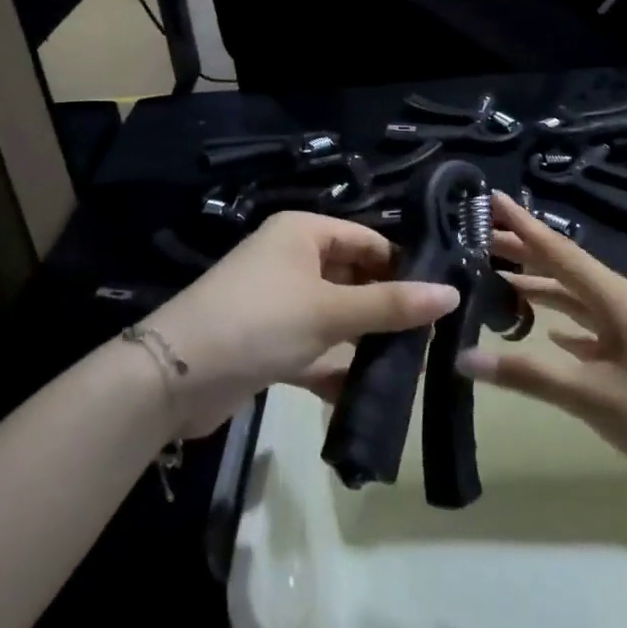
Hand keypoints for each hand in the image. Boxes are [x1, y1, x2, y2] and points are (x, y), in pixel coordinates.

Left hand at [144, 212, 457, 439]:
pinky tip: (364, 394)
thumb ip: (391, 304)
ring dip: (364, 341)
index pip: (368, 240)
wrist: (174, 378)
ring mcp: (279, 302)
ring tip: (409, 367)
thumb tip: (452, 294)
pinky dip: (335, 367)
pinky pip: (314, 348)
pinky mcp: (268, 342)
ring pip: (336, 316)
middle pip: (353, 277)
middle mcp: (292, 259)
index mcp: (304, 233)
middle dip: (386, 307)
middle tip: (431, 336)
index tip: (442, 297)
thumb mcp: (330, 311)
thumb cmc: (260, 321)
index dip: (404, 265)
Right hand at [457, 192, 626, 495]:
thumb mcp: (593, 396)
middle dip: (523, 251)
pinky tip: (546, 329)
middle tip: (478, 237)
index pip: (558, 251)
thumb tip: (463, 357)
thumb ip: (528, 375)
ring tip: (498, 277)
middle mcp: (621, 303)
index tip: (490, 197)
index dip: (523, 224)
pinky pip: (589, 326)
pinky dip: (562, 321)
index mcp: (614, 298)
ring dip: (539, 286)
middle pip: (563, 268)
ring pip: (575, 297)